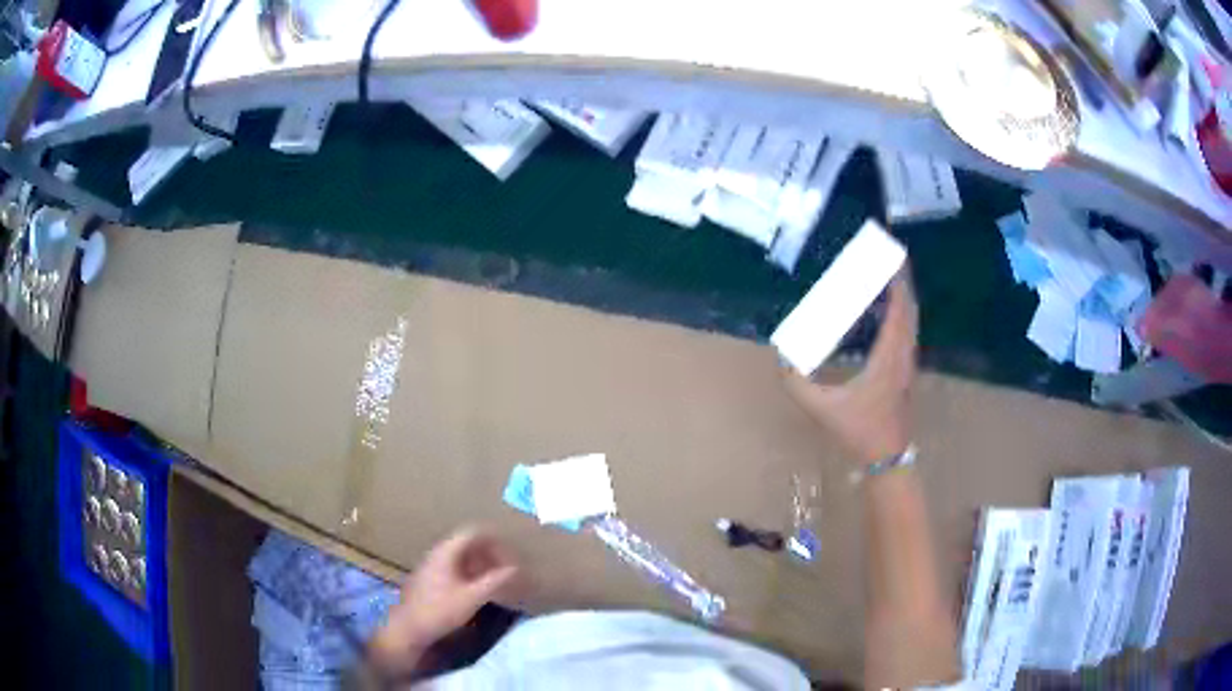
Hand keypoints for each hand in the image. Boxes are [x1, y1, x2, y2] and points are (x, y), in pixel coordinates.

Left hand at [368, 527, 518, 676]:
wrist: (408, 628)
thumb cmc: (440, 610)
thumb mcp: (472, 597)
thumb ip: (494, 581)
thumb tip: (514, 568)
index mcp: (446, 552)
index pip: (473, 532)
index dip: (495, 540)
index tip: (511, 554)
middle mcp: (437, 553)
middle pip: (467, 543)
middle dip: (490, 553)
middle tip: (507, 568)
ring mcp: (431, 566)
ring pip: (461, 556)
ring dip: (481, 564)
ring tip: (497, 580)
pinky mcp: (429, 579)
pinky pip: (454, 567)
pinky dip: (470, 573)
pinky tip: (478, 589)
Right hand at [783, 271, 917, 465]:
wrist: (887, 455)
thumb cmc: (858, 430)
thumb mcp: (821, 408)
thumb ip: (797, 383)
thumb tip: (780, 356)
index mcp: (888, 358)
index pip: (899, 311)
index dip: (896, 283)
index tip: (889, 258)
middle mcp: (904, 354)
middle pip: (909, 308)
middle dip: (901, 280)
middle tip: (888, 257)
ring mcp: (909, 362)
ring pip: (912, 320)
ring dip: (903, 295)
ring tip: (889, 275)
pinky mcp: (907, 370)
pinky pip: (908, 331)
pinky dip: (902, 312)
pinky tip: (889, 310)